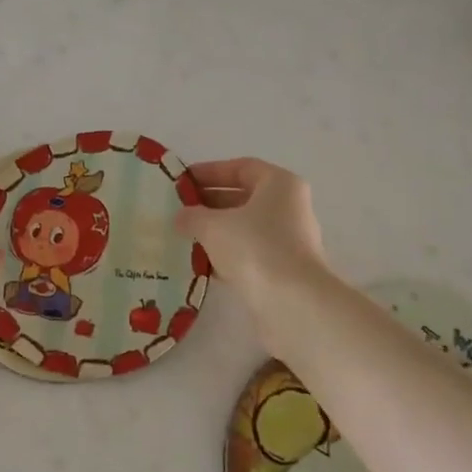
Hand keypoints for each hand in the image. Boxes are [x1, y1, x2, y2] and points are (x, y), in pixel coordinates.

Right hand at [177, 158, 327, 304]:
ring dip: (216, 232)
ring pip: (245, 228)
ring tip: (183, 237)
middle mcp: (289, 208)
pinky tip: (199, 264)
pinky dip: (226, 256)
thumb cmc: (255, 248)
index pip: (241, 168)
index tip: (183, 182)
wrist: (292, 303)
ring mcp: (289, 241)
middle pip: (244, 198)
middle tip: (178, 211)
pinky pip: (249, 254)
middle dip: (209, 203)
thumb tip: (181, 217)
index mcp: (280, 185)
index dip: (210, 172)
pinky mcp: (283, 270)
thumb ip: (193, 216)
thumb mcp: (213, 226)